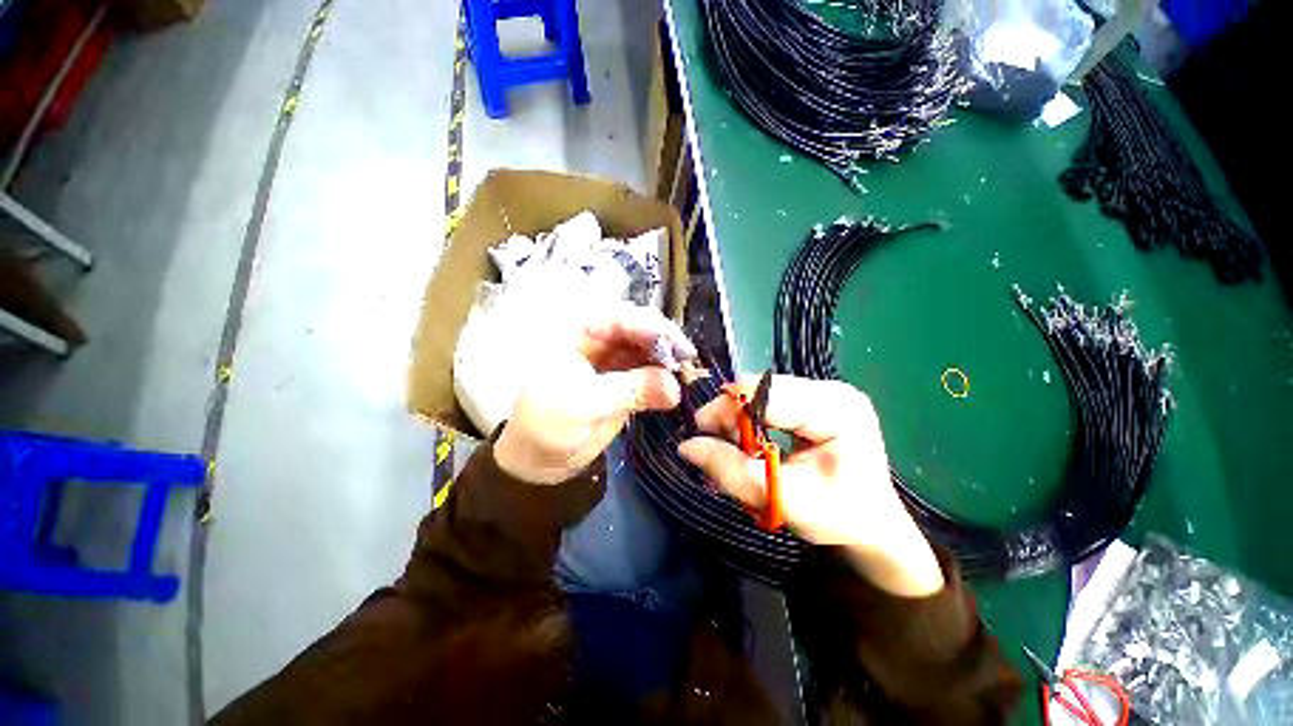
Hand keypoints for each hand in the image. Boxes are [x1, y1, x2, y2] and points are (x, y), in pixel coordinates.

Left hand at [494, 303, 695, 484]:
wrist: (539, 460)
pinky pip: (650, 374)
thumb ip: (630, 390)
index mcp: (578, 335)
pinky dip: (665, 379)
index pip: (619, 318)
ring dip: (667, 360)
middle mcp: (599, 342)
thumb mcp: (584, 404)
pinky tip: (677, 385)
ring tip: (686, 373)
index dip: (650, 327)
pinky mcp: (625, 384)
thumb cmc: (547, 425)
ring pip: (647, 350)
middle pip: (638, 329)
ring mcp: (614, 363)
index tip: (676, 345)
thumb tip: (674, 387)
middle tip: (687, 359)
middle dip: (663, 341)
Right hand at [678, 376, 944, 596]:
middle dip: (732, 415)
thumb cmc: (838, 517)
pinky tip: (747, 441)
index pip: (771, 395)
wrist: (870, 523)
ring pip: (760, 393)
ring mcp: (822, 392)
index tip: (701, 431)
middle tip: (712, 443)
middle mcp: (831, 389)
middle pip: (763, 389)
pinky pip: (768, 401)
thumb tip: (687, 446)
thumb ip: (733, 471)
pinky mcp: (812, 400)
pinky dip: (749, 420)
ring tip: (732, 447)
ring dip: (738, 418)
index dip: (730, 409)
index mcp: (838, 409)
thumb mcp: (784, 500)